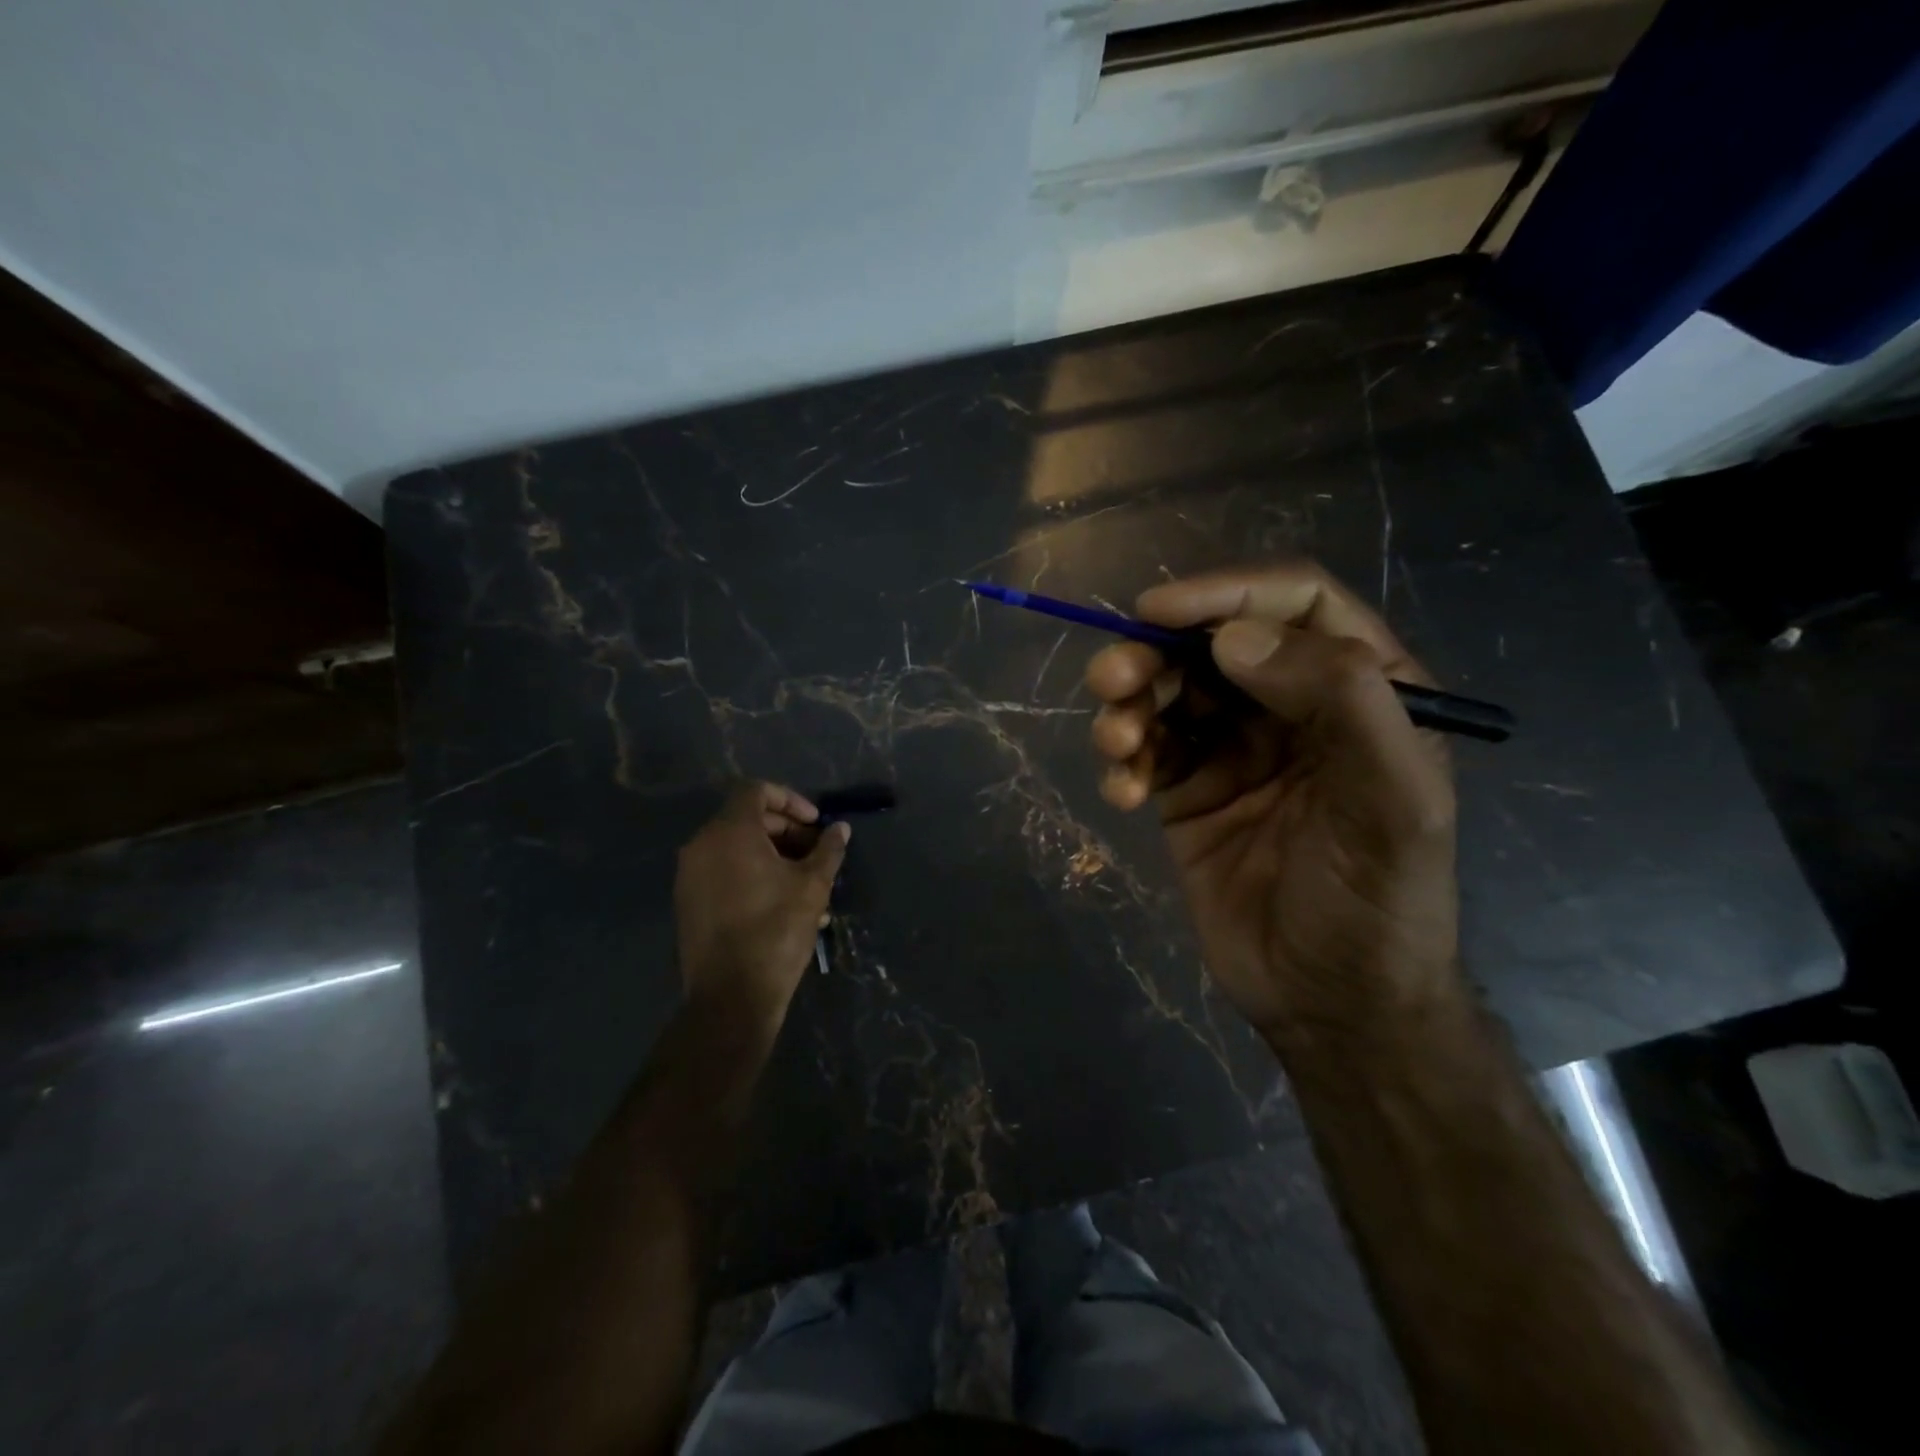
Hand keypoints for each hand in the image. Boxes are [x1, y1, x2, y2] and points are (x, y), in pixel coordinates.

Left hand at [673, 782, 849, 1029]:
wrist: (732, 996)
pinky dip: (751, 873)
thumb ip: (827, 850)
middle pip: (745, 818)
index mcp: (729, 833)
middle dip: (785, 829)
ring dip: (772, 854)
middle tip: (814, 851)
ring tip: (805, 880)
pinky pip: (723, 871)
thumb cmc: (776, 931)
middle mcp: (702, 846)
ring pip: (735, 847)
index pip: (756, 791)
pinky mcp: (688, 902)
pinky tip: (782, 900)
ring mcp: (690, 875)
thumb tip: (840, 829)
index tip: (815, 824)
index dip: (790, 800)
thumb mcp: (813, 886)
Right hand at [1086, 563, 1458, 1040]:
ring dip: (1129, 705)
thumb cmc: (1378, 903)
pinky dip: (1124, 761)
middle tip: (1110, 680)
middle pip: (1212, 644)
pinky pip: (1145, 749)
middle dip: (1155, 653)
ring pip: (1167, 692)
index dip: (1225, 593)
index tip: (1158, 612)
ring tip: (1116, 744)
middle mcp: (1294, 706)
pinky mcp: (1189, 789)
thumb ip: (1341, 703)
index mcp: (1361, 688)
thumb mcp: (1391, 804)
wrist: (1329, 1006)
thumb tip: (1234, 639)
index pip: (1294, 604)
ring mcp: (1235, 747)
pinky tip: (1121, 794)